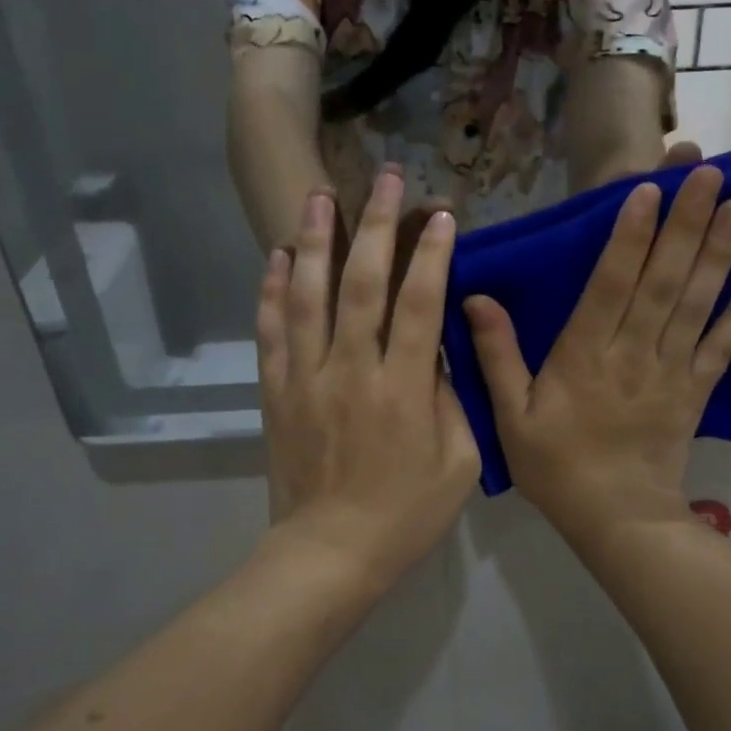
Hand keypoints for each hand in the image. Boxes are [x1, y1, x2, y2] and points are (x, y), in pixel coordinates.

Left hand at [257, 172, 480, 588]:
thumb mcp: (459, 462)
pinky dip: (271, 291)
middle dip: (375, 225)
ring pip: (307, 296)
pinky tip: (275, 256)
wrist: (329, 553)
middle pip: (362, 284)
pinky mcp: (276, 392)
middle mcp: (351, 371)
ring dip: (314, 241)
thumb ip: (452, 399)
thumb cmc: (406, 513)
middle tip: (383, 177)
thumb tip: (437, 350)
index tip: (440, 214)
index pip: (420, 305)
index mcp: (404, 390)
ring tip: (319, 194)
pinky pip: (270, 332)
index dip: (432, 254)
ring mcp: (306, 378)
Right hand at [463, 165, 730, 538]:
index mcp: (585, 356)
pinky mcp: (697, 390)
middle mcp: (634, 353)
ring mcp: (672, 370)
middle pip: (663, 280)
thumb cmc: (557, 467)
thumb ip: (497, 357)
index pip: (610, 284)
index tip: (648, 190)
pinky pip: (723, 346)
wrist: (617, 520)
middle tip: (706, 172)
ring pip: (697, 303)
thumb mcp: (511, 417)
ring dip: (718, 252)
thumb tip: (475, 298)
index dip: (629, 236)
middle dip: (685, 223)